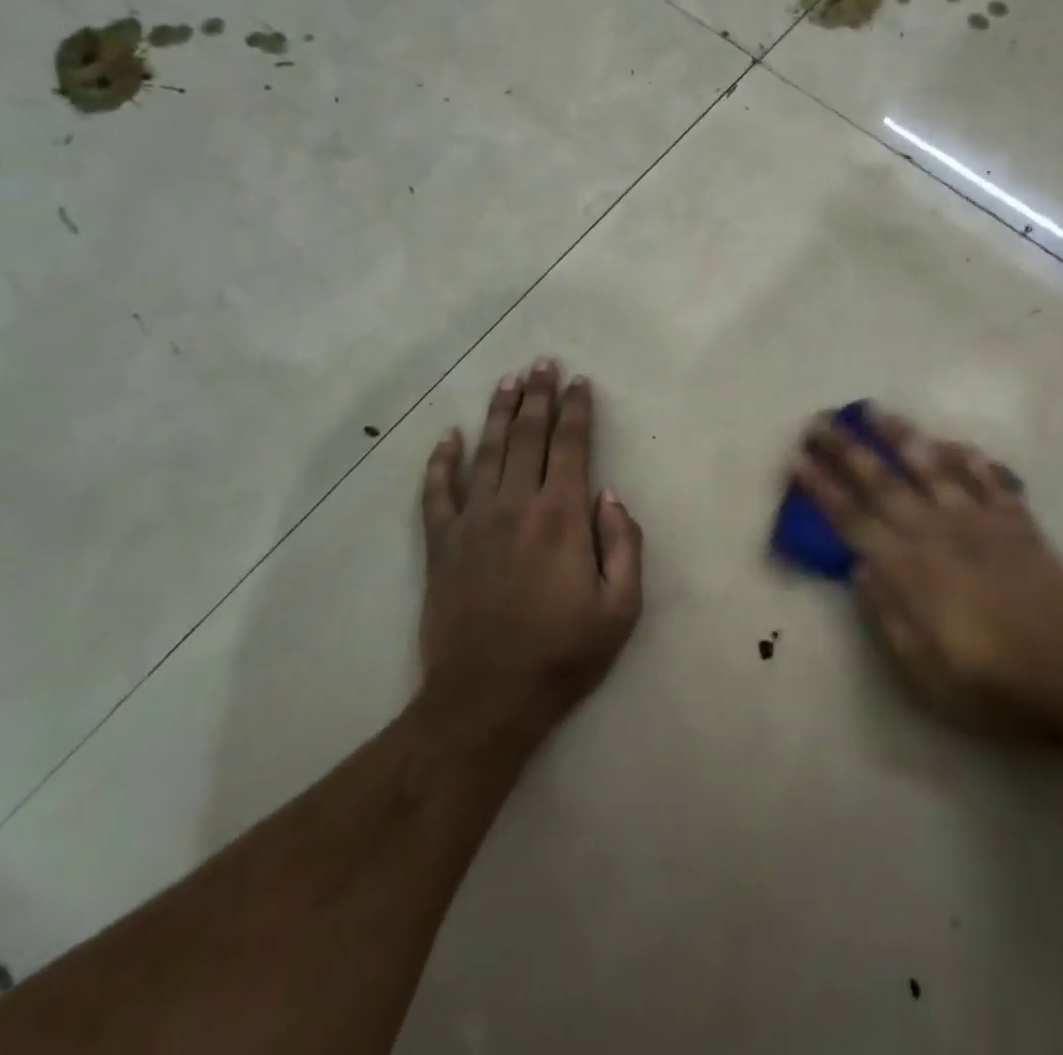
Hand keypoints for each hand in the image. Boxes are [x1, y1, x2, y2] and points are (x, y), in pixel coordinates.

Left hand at [420, 360, 642, 737]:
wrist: (485, 699)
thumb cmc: (562, 656)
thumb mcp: (621, 609)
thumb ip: (624, 544)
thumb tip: (610, 495)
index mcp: (562, 517)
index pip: (572, 447)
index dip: (577, 411)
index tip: (579, 383)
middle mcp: (516, 506)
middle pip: (528, 437)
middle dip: (538, 397)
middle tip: (542, 363)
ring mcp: (473, 522)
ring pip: (486, 452)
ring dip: (498, 413)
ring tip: (507, 381)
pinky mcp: (441, 545)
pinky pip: (437, 492)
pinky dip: (440, 462)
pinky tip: (445, 437)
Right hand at [794, 405, 1062, 737]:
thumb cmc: (990, 686)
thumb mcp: (922, 668)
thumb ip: (887, 612)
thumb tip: (859, 567)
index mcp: (910, 569)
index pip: (853, 519)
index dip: (823, 488)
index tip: (799, 459)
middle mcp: (939, 533)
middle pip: (883, 482)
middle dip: (846, 449)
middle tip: (819, 421)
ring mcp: (981, 523)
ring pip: (933, 466)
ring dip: (900, 435)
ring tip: (873, 409)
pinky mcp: (1019, 524)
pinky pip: (990, 479)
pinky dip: (969, 457)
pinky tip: (953, 442)